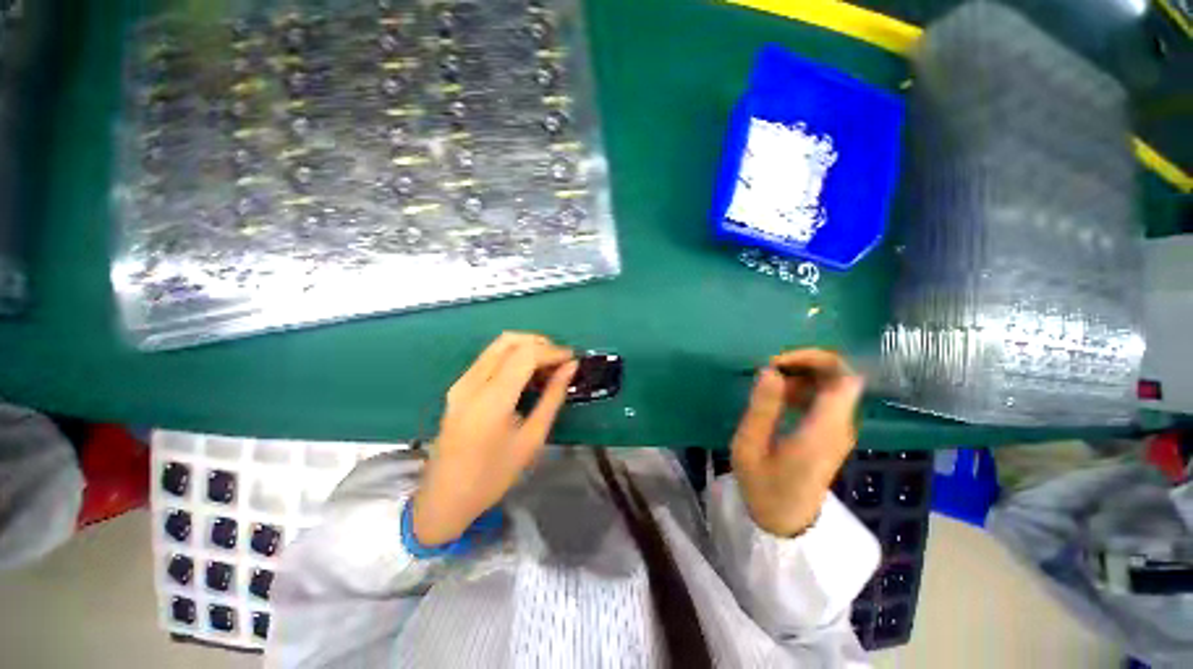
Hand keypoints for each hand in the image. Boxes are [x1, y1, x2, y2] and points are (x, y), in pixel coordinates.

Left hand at [412, 333, 577, 545]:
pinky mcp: (458, 386)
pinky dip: (512, 357)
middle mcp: (472, 383)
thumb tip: (570, 368)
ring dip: (526, 347)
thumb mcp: (532, 439)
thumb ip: (552, 397)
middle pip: (509, 341)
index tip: (572, 358)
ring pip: (498, 345)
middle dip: (540, 343)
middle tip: (560, 360)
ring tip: (547, 366)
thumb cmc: (493, 476)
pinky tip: (526, 374)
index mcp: (491, 400)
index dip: (552, 351)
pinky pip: (489, 358)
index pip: (525, 355)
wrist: (445, 498)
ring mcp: (461, 382)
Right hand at [730, 349, 863, 536]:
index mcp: (823, 430)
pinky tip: (780, 397)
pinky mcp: (833, 432)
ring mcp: (840, 429)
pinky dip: (804, 387)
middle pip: (841, 375)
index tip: (777, 362)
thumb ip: (762, 408)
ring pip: (834, 384)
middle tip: (770, 369)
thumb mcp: (749, 447)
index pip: (843, 377)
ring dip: (803, 374)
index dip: (814, 359)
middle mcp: (841, 426)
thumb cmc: (763, 486)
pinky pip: (826, 397)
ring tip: (770, 383)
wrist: (785, 520)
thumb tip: (770, 370)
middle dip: (806, 363)